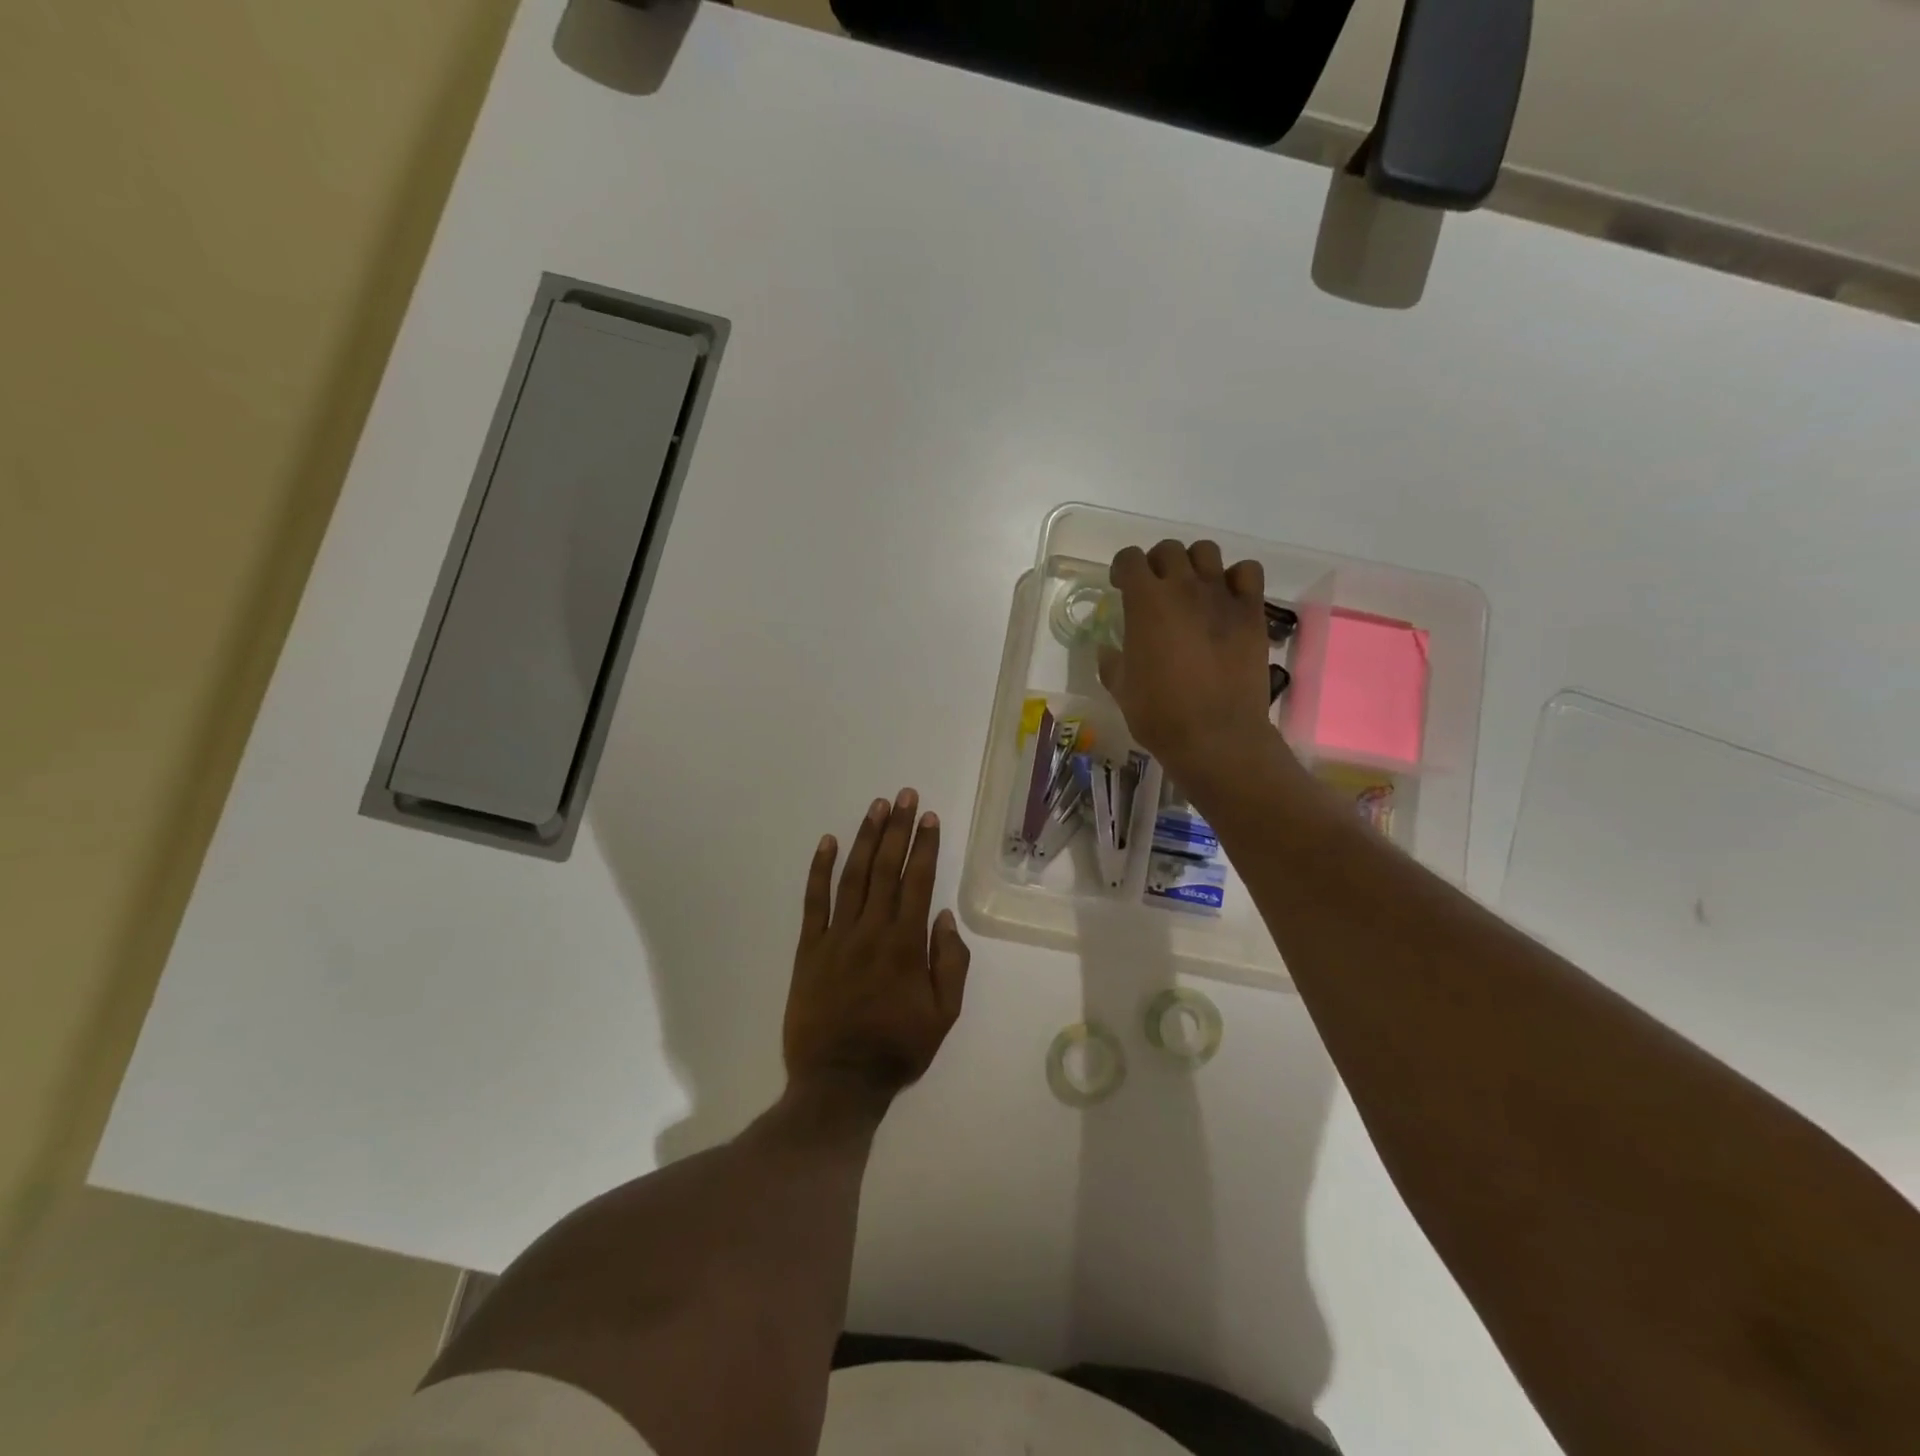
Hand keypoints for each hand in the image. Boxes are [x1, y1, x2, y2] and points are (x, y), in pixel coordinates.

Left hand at [783, 790, 970, 1115]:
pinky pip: (813, 901)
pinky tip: (827, 842)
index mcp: (906, 945)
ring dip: (865, 839)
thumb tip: (945, 917)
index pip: (918, 882)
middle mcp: (872, 930)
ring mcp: (836, 937)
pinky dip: (819, 870)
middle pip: (886, 869)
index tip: (929, 817)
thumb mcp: (944, 1015)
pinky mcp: (808, 948)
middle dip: (898, 829)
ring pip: (853, 876)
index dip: (925, 846)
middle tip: (905, 796)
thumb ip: (950, 963)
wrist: (838, 1082)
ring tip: (876, 807)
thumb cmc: (897, 1049)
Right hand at [1100, 539, 1286, 793]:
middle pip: (1168, 550)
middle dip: (1156, 564)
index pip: (1129, 559)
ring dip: (1194, 564)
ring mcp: (1222, 596)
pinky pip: (1247, 572)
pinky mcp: (1252, 612)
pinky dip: (1235, 578)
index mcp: (1145, 602)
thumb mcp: (1121, 689)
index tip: (1120, 586)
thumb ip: (1112, 662)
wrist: (1216, 736)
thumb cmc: (1159, 714)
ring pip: (1207, 552)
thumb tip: (1107, 651)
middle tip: (1155, 590)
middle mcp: (1183, 588)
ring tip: (1191, 589)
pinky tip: (1227, 599)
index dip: (1122, 569)